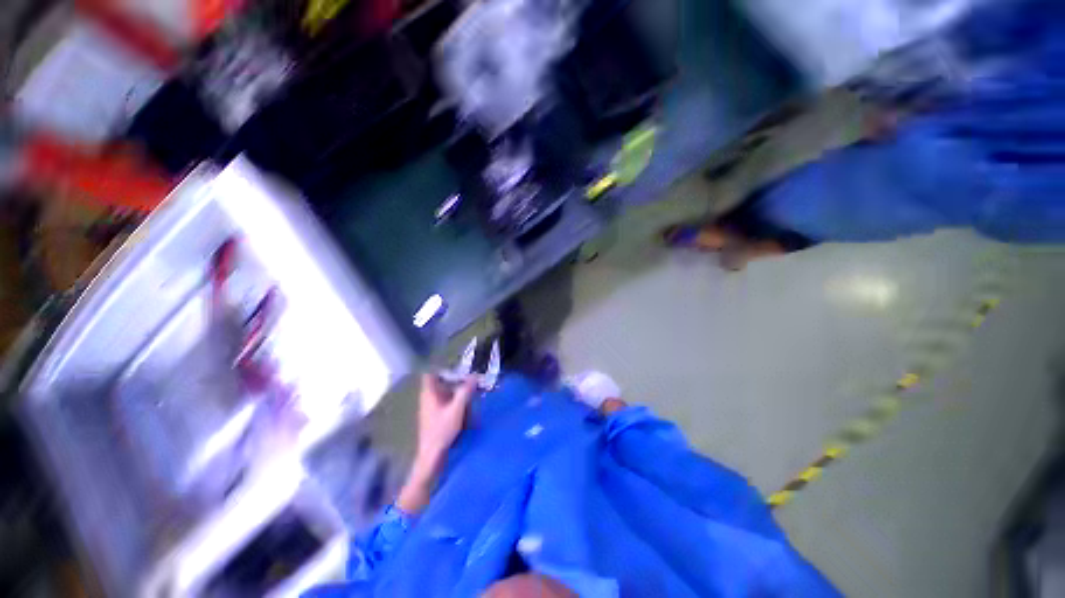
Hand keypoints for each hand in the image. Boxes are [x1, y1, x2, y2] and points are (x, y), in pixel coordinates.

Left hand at [397, 374, 475, 513]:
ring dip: (457, 392)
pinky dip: (456, 402)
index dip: (441, 368)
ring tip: (471, 394)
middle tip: (470, 380)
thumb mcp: (457, 409)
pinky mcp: (436, 417)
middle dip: (455, 380)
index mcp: (429, 394)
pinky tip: (466, 409)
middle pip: (440, 383)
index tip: (457, 366)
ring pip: (445, 394)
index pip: (430, 374)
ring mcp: (432, 408)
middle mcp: (428, 399)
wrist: (432, 457)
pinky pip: (447, 403)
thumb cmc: (441, 431)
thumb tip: (474, 376)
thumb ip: (465, 391)